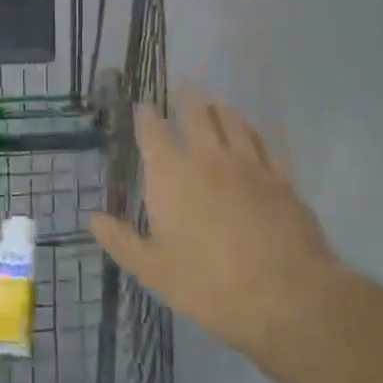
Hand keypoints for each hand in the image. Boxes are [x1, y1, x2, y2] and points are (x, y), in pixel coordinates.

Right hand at [90, 88, 343, 370]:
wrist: (287, 296)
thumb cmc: (209, 284)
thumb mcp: (154, 270)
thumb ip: (122, 241)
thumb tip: (94, 217)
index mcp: (172, 175)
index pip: (154, 132)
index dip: (146, 115)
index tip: (142, 105)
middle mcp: (209, 158)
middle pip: (198, 115)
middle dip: (188, 98)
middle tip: (185, 85)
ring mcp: (249, 166)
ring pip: (233, 123)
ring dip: (221, 109)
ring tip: (215, 101)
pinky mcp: (281, 180)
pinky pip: (264, 144)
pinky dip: (253, 131)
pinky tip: (253, 132)